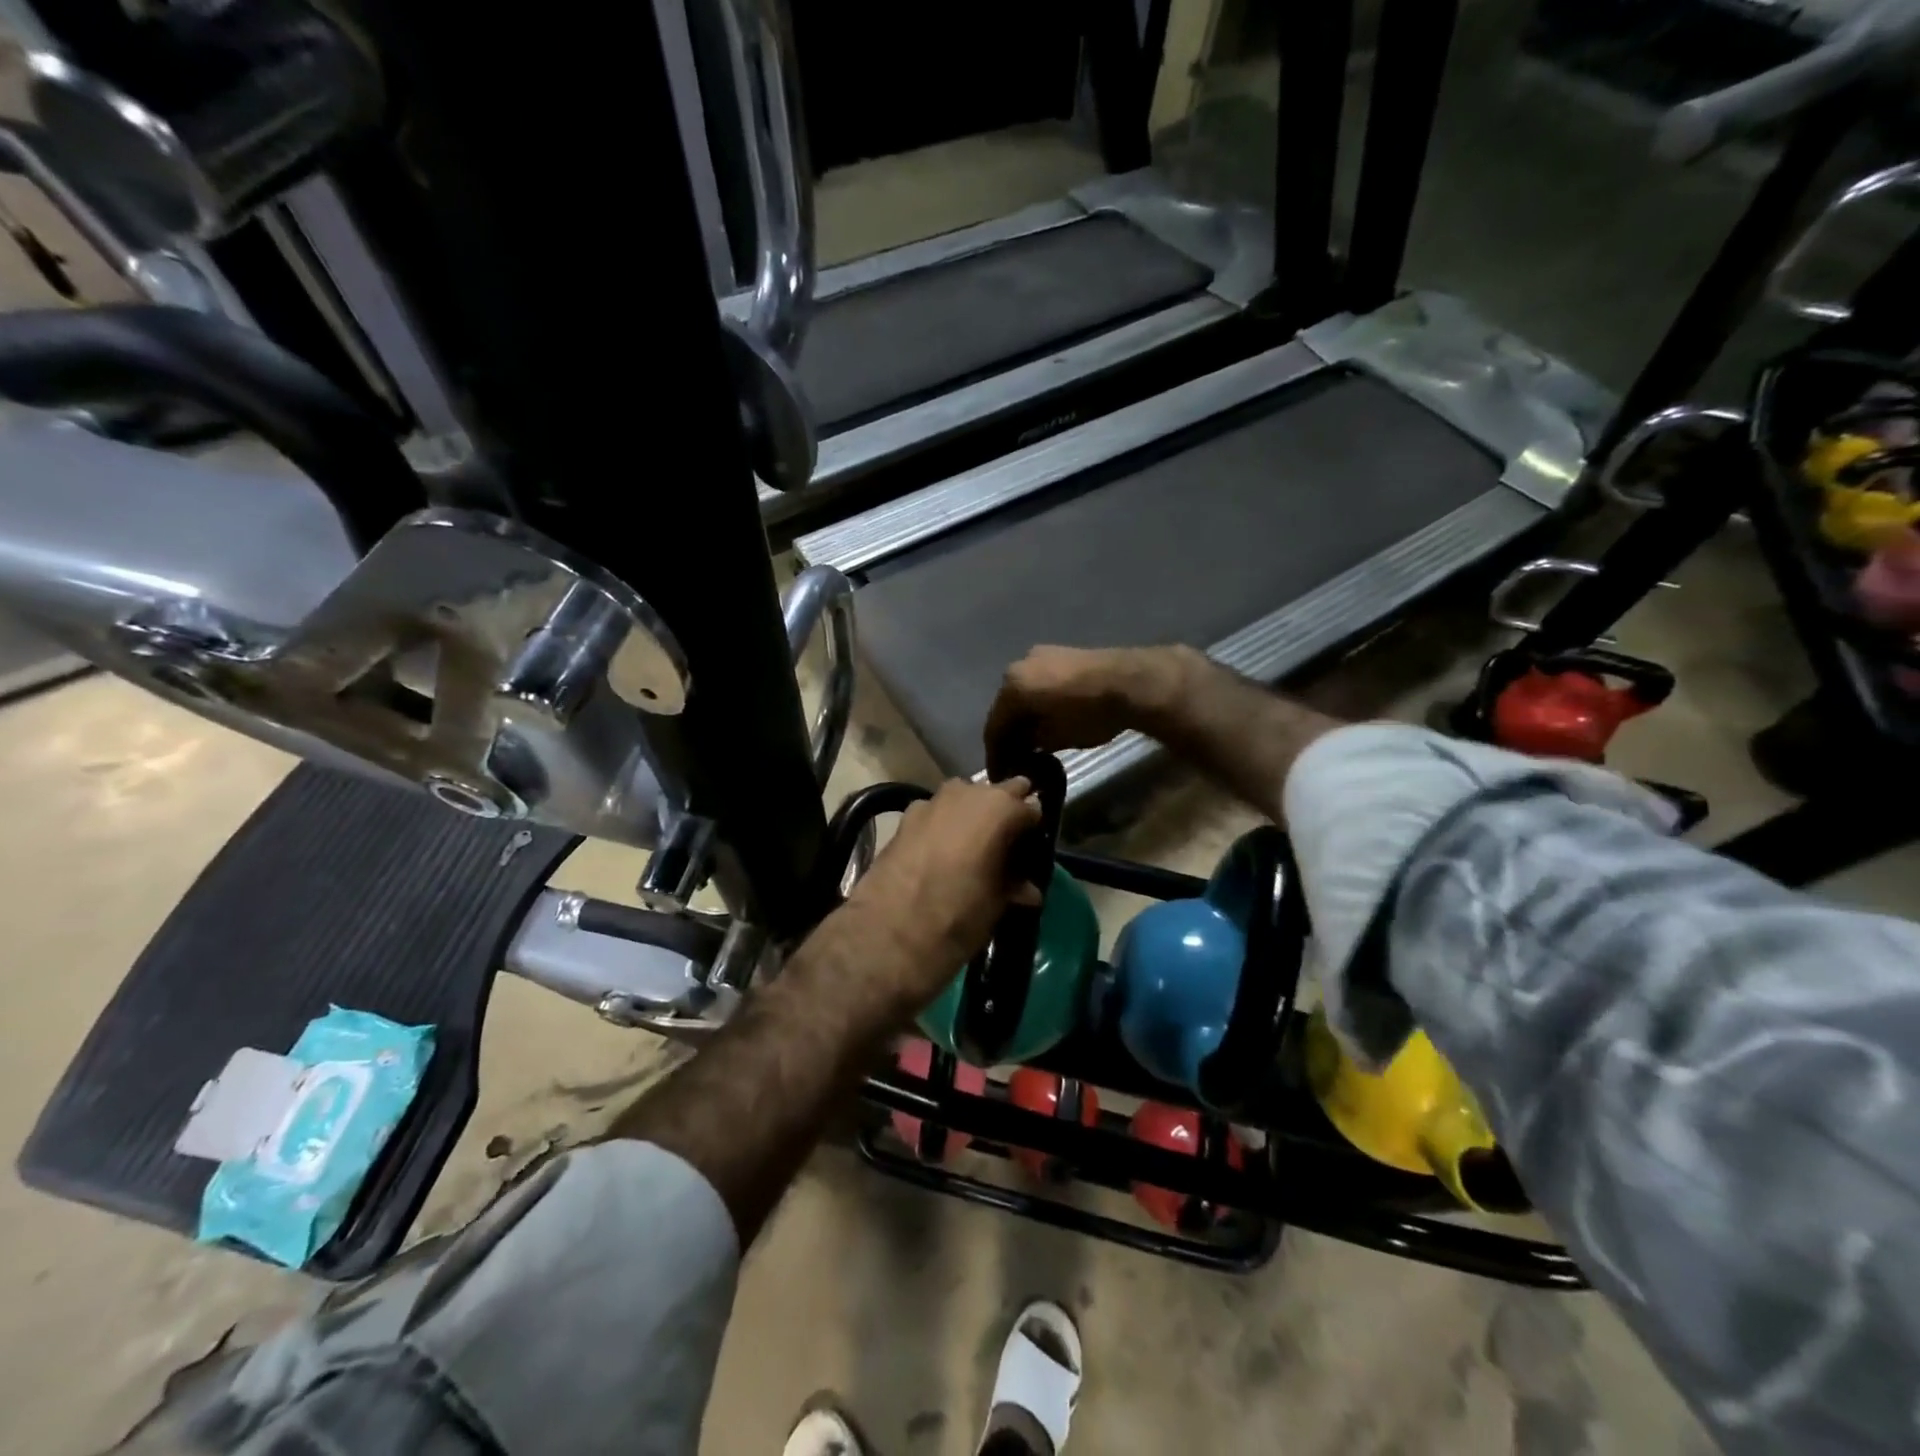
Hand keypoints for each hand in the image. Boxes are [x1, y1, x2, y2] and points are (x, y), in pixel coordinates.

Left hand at [829, 777, 1042, 1014]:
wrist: (887, 935)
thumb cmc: (957, 918)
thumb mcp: (996, 905)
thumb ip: (1014, 886)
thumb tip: (1027, 888)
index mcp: (999, 809)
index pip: (1030, 807)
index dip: (1034, 829)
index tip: (1034, 849)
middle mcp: (966, 794)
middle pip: (996, 793)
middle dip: (1004, 813)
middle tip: (1009, 844)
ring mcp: (931, 802)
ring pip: (964, 799)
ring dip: (972, 816)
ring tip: (976, 849)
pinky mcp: (904, 819)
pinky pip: (936, 814)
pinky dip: (944, 826)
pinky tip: (943, 853)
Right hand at [985, 644, 1200, 755]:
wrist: (1131, 681)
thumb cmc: (1088, 714)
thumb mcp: (1054, 737)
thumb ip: (1030, 742)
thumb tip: (1023, 744)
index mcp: (1011, 687)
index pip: (994, 728)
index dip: (995, 755)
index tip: (1000, 775)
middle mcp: (1018, 666)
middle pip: (1007, 707)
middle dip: (1009, 734)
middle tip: (1015, 759)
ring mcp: (1040, 656)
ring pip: (1024, 693)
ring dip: (1025, 717)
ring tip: (1033, 741)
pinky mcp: (1062, 654)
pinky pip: (1041, 683)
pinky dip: (1039, 702)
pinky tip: (1048, 718)